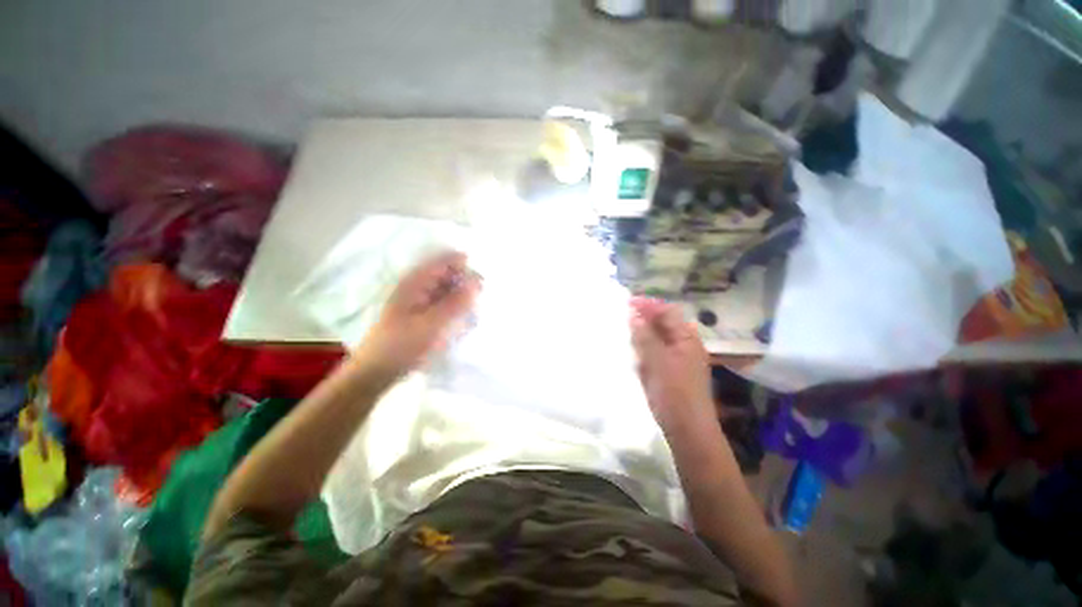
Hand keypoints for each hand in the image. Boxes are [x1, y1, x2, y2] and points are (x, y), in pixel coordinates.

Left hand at [358, 251, 479, 376]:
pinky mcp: (421, 314)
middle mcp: (417, 286)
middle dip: (465, 283)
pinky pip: (443, 303)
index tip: (482, 281)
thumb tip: (477, 282)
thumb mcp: (433, 324)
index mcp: (415, 283)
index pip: (444, 262)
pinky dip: (454, 308)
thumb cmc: (403, 345)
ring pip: (446, 289)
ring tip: (472, 312)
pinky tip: (462, 320)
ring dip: (461, 297)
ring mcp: (418, 301)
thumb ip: (456, 302)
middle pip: (446, 274)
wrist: (377, 371)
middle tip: (479, 301)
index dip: (465, 266)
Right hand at [630, 297, 714, 435]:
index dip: (649, 305)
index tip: (627, 302)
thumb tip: (634, 315)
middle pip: (664, 323)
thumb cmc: (674, 393)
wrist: (688, 430)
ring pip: (659, 338)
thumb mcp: (658, 362)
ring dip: (643, 331)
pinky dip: (644, 347)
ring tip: (625, 329)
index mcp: (687, 339)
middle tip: (623, 315)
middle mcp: (685, 345)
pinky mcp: (671, 372)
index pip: (668, 312)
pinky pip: (656, 353)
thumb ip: (645, 337)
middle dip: (645, 317)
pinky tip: (633, 350)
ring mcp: (678, 359)